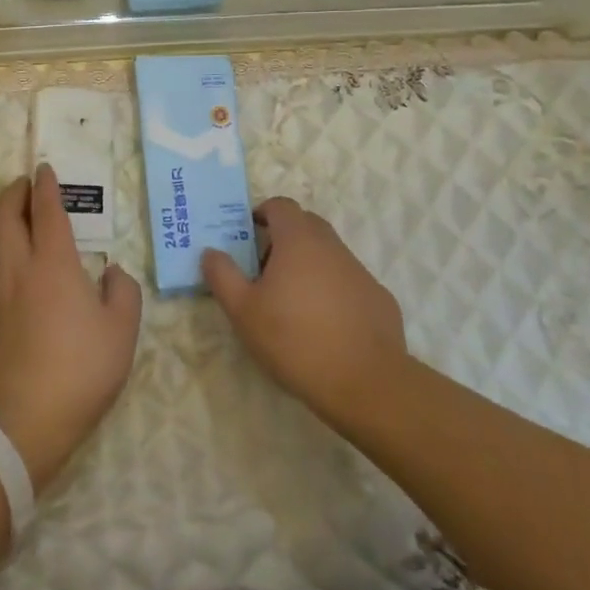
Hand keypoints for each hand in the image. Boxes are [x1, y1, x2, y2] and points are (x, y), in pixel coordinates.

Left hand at [0, 166, 142, 488]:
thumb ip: (123, 291)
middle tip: (25, 182)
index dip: (46, 187)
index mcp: (54, 265)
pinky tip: (16, 254)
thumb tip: (111, 270)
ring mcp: (1, 294)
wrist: (27, 419)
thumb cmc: (82, 369)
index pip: (46, 212)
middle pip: (6, 217)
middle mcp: (21, 270)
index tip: (44, 168)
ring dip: (4, 216)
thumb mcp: (122, 329)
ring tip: (18, 209)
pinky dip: (3, 243)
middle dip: (13, 192)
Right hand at [201, 198, 408, 430]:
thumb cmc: (294, 340)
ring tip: (291, 301)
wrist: (365, 383)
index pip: (281, 206)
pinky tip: (324, 324)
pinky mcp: (378, 297)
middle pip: (306, 225)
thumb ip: (222, 275)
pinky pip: (348, 281)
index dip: (262, 213)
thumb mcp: (243, 311)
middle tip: (263, 269)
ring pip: (328, 254)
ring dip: (308, 264)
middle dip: (283, 237)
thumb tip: (211, 252)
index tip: (247, 236)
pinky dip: (332, 290)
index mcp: (298, 241)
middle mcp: (332, 247)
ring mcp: (360, 271)